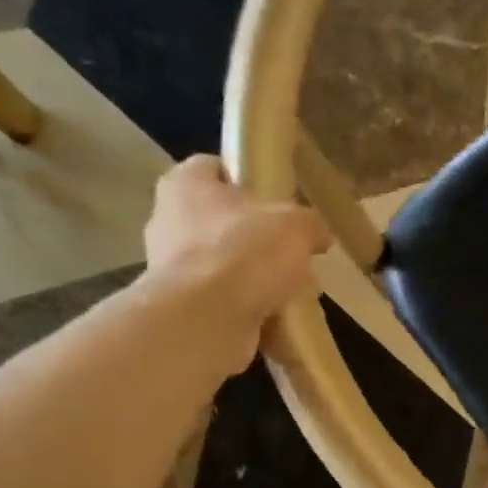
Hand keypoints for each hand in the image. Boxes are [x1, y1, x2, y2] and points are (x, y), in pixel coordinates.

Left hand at [142, 155, 331, 369]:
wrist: (206, 320)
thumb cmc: (245, 254)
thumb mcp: (297, 226)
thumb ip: (311, 223)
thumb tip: (318, 235)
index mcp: (187, 184)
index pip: (216, 167)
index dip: (250, 180)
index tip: (280, 200)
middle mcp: (169, 219)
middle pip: (225, 221)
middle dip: (259, 238)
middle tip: (293, 253)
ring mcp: (171, 267)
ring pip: (227, 265)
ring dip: (257, 278)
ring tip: (292, 292)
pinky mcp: (182, 306)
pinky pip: (225, 301)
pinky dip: (249, 309)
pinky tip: (277, 318)